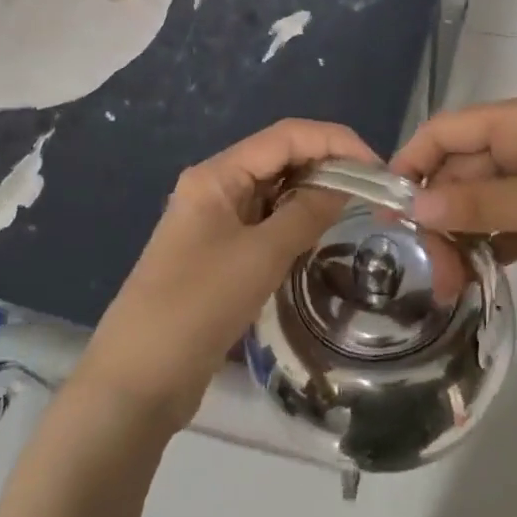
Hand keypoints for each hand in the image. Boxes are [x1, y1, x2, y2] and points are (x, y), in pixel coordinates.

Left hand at [76, 119, 378, 430]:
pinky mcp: (220, 253)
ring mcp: (216, 222)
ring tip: (354, 211)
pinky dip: (295, 223)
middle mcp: (215, 188)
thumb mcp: (261, 255)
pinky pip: (266, 223)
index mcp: (217, 174)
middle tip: (373, 193)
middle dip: (327, 166)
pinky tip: (319, 236)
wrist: (139, 379)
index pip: (286, 136)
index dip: (335, 142)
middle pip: (280, 159)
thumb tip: (344, 186)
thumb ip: (306, 214)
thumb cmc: (198, 305)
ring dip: (312, 195)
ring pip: (275, 192)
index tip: (377, 167)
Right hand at [390, 95, 516, 288]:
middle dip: (441, 215)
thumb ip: (482, 205)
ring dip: (468, 234)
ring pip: (490, 199)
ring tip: (453, 285)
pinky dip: (500, 242)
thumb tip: (415, 206)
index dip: (411, 163)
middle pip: (464, 170)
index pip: (445, 131)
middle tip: (432, 274)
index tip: (385, 212)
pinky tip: (485, 273)